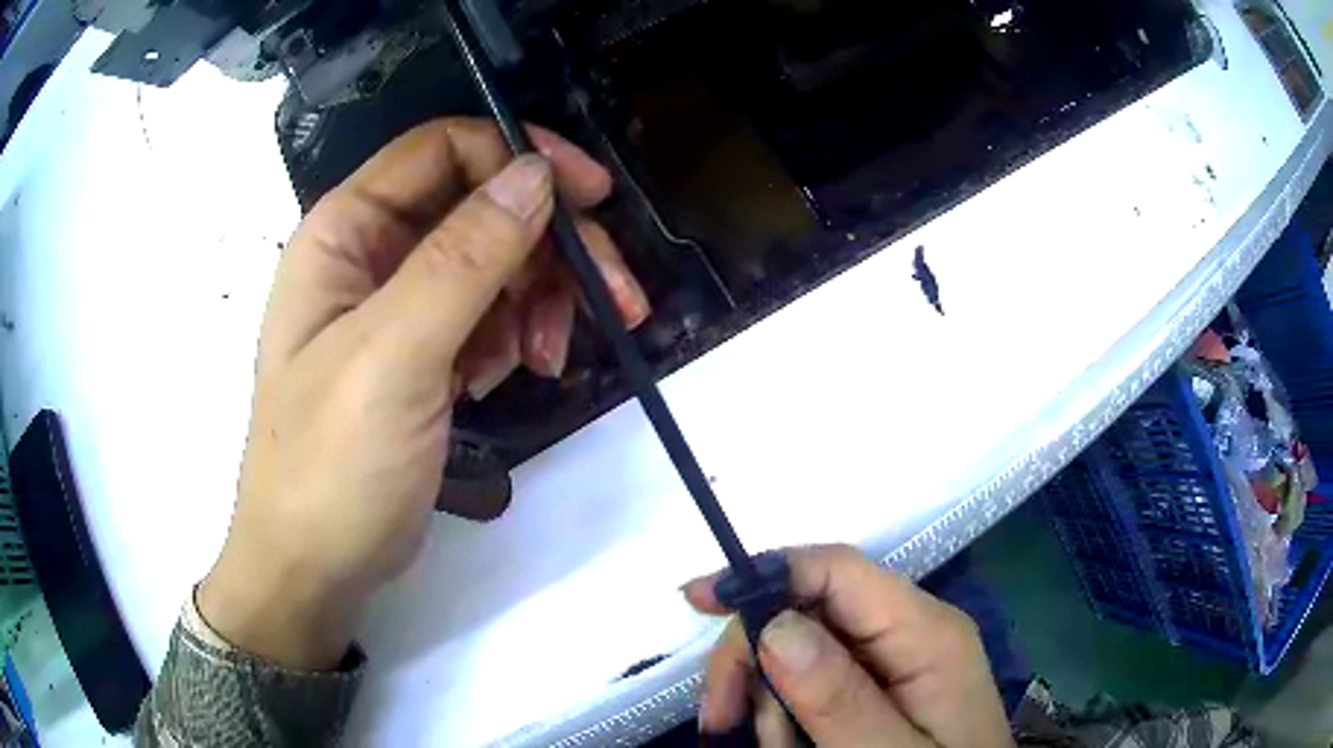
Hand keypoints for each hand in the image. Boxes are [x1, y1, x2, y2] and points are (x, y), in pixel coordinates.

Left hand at [198, 118, 646, 669]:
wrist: (316, 564)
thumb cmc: (332, 462)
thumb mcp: (394, 354)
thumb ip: (463, 257)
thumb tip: (536, 172)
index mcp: (346, 230)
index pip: (445, 149)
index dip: (521, 154)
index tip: (593, 197)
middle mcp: (370, 253)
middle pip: (482, 206)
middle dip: (549, 246)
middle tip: (614, 299)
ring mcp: (396, 304)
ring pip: (494, 262)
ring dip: (538, 300)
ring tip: (545, 359)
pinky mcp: (421, 350)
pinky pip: (486, 314)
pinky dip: (513, 336)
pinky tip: (508, 377)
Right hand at [683, 545, 1012, 747]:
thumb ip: (841, 699)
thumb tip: (775, 625)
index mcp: (926, 633)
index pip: (840, 570)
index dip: (767, 571)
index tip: (697, 600)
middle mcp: (908, 632)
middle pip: (807, 609)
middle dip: (753, 658)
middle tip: (720, 720)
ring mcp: (891, 659)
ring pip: (797, 650)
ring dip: (767, 699)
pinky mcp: (875, 685)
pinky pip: (809, 682)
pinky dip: (783, 713)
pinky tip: (790, 743)